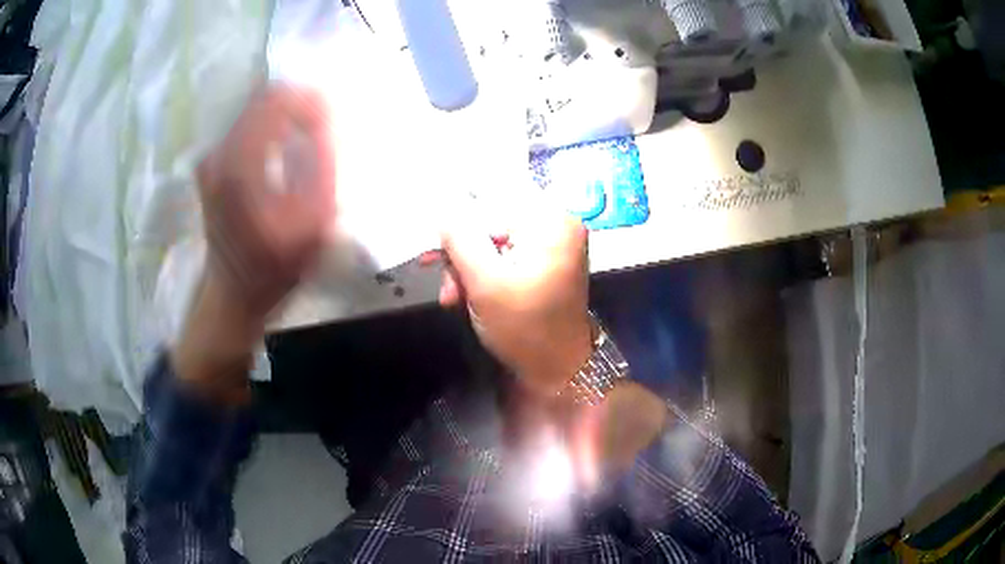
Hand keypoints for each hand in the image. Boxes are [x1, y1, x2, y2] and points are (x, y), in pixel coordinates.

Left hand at [173, 86, 333, 401]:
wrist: (234, 292)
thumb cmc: (274, 267)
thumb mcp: (312, 224)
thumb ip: (322, 166)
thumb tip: (327, 120)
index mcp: (238, 165)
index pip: (275, 101)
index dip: (307, 102)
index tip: (330, 119)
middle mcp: (218, 153)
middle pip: (262, 100)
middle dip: (298, 106)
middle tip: (323, 126)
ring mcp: (210, 157)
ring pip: (254, 110)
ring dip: (285, 115)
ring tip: (308, 135)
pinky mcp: (210, 163)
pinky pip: (245, 125)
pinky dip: (270, 127)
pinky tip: (285, 146)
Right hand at [439, 205, 591, 397]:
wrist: (559, 370)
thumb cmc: (525, 327)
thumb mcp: (484, 281)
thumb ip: (459, 238)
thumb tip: (443, 206)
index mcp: (550, 220)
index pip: (491, 197)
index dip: (456, 216)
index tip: (432, 242)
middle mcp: (555, 223)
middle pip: (491, 220)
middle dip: (461, 251)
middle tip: (438, 275)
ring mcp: (552, 243)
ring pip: (493, 240)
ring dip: (467, 266)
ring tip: (453, 297)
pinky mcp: (545, 262)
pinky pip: (504, 255)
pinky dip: (483, 273)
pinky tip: (467, 295)